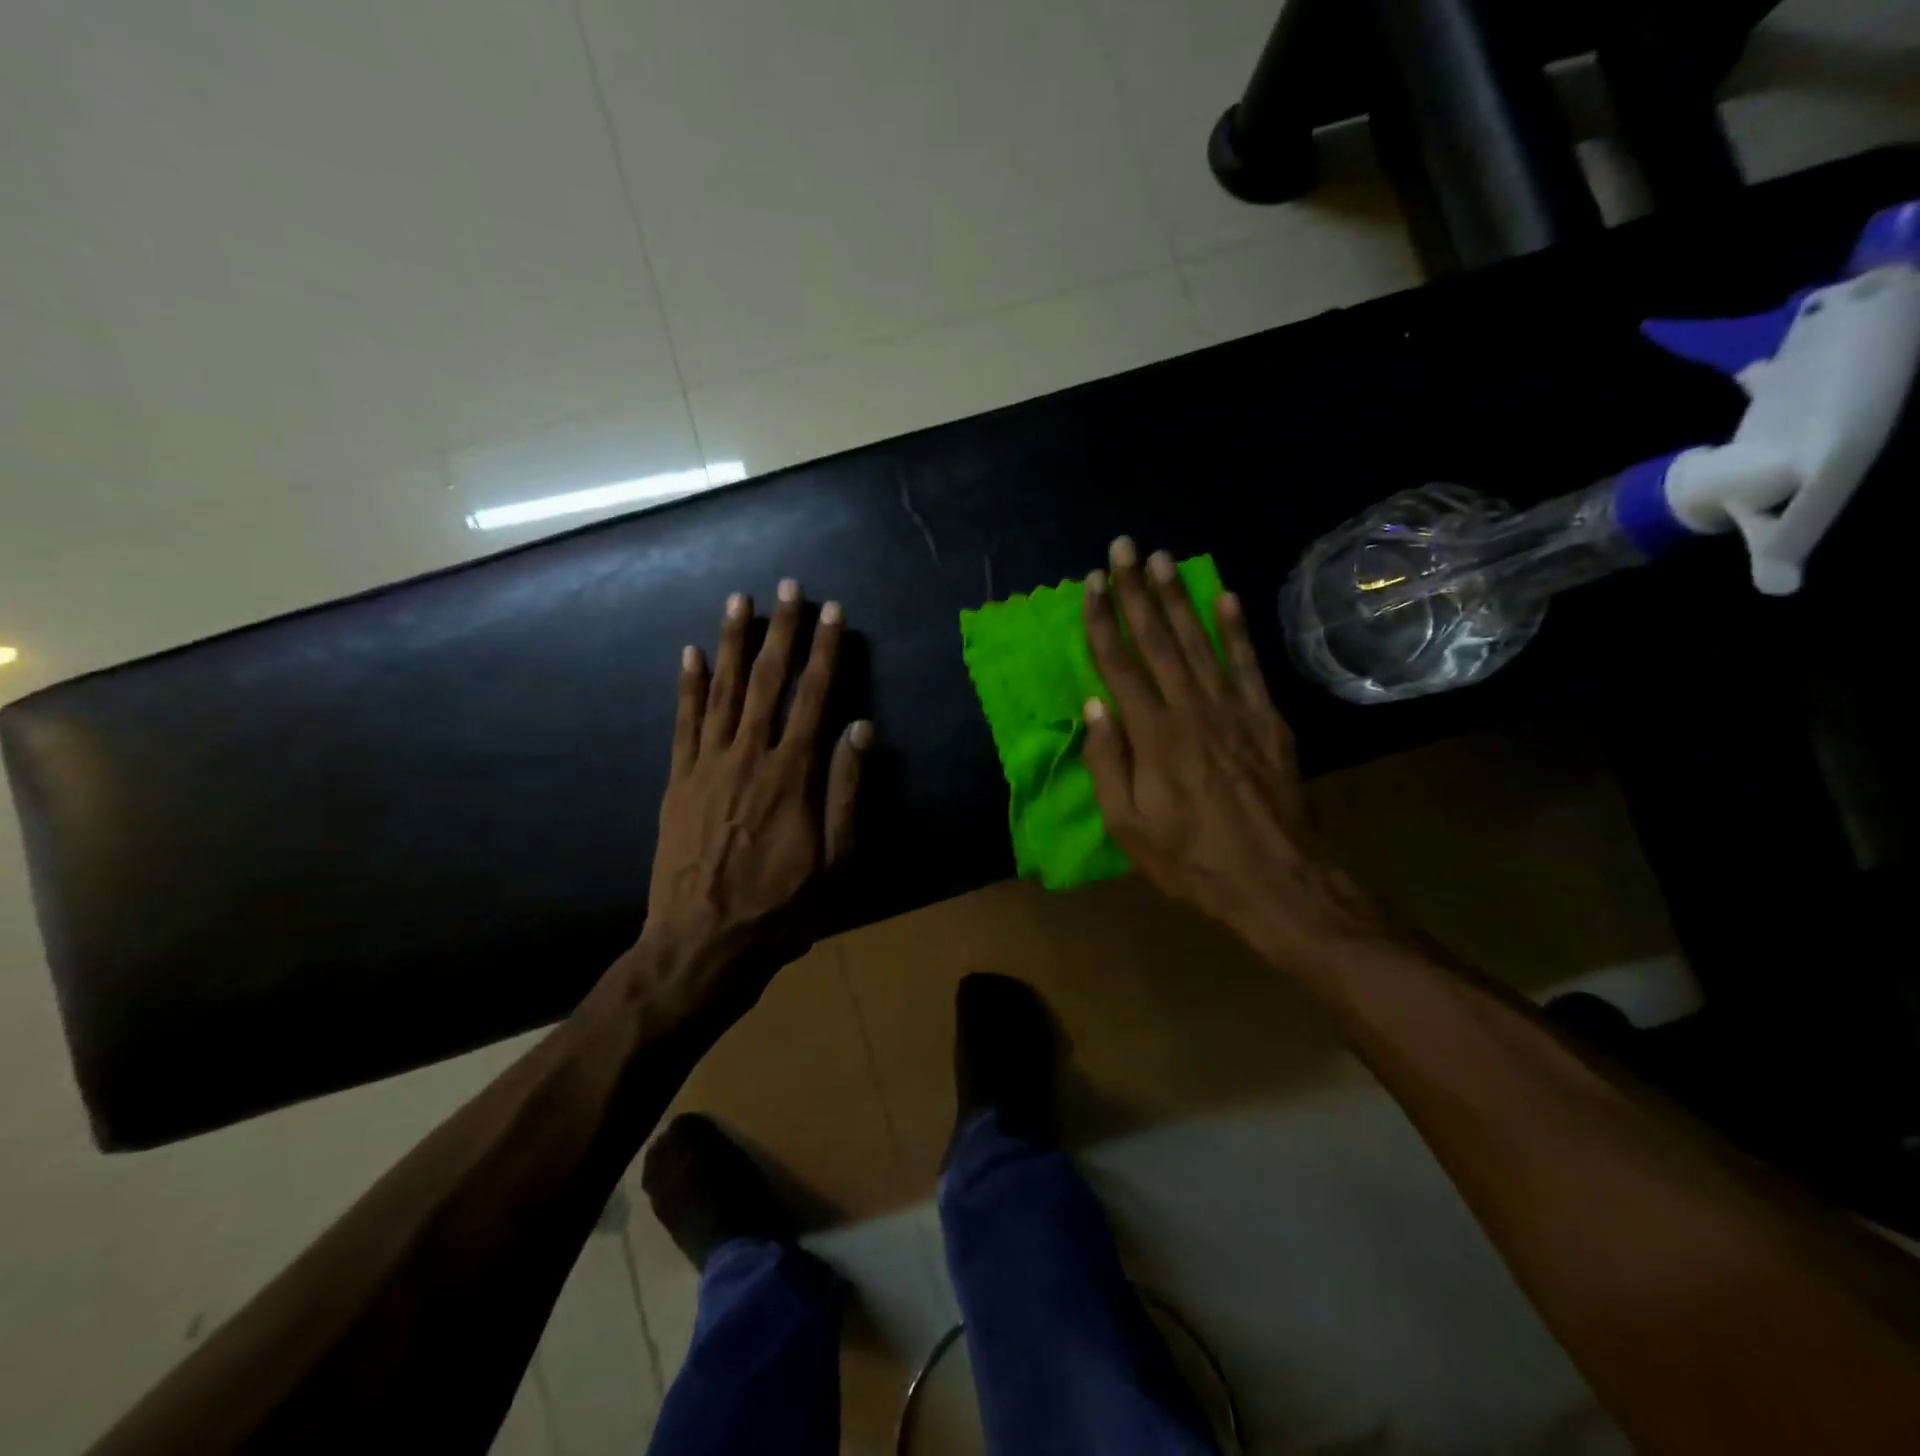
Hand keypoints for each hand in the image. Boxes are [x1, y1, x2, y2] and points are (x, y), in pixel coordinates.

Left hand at [639, 579, 870, 1011]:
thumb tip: (860, 729)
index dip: (827, 652)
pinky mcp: (678, 782)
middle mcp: (749, 756)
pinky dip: (687, 686)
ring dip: (731, 642)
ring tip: (739, 600)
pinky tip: (689, 653)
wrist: (700, 946)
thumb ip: (846, 791)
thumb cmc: (780, 908)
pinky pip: (683, 723)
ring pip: (722, 691)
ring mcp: (707, 766)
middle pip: (767, 681)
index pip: (814, 697)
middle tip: (787, 587)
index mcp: (792, 775)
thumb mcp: (834, 861)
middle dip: (780, 631)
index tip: (834, 613)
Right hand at [1080, 537, 1380, 961]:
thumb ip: (1108, 762)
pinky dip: (1236, 628)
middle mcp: (1191, 709)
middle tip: (1124, 547)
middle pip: (1158, 640)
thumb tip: (1093, 706)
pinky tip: (1224, 596)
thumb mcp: (1128, 825)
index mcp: (1153, 734)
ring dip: (1178, 597)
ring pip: (1199, 641)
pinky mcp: (1267, 718)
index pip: (1119, 664)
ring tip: (1162, 558)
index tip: (1093, 583)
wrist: (1274, 880)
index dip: (1104, 620)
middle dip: (1137, 592)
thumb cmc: (1189, 858)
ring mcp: (1234, 709)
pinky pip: (1248, 664)